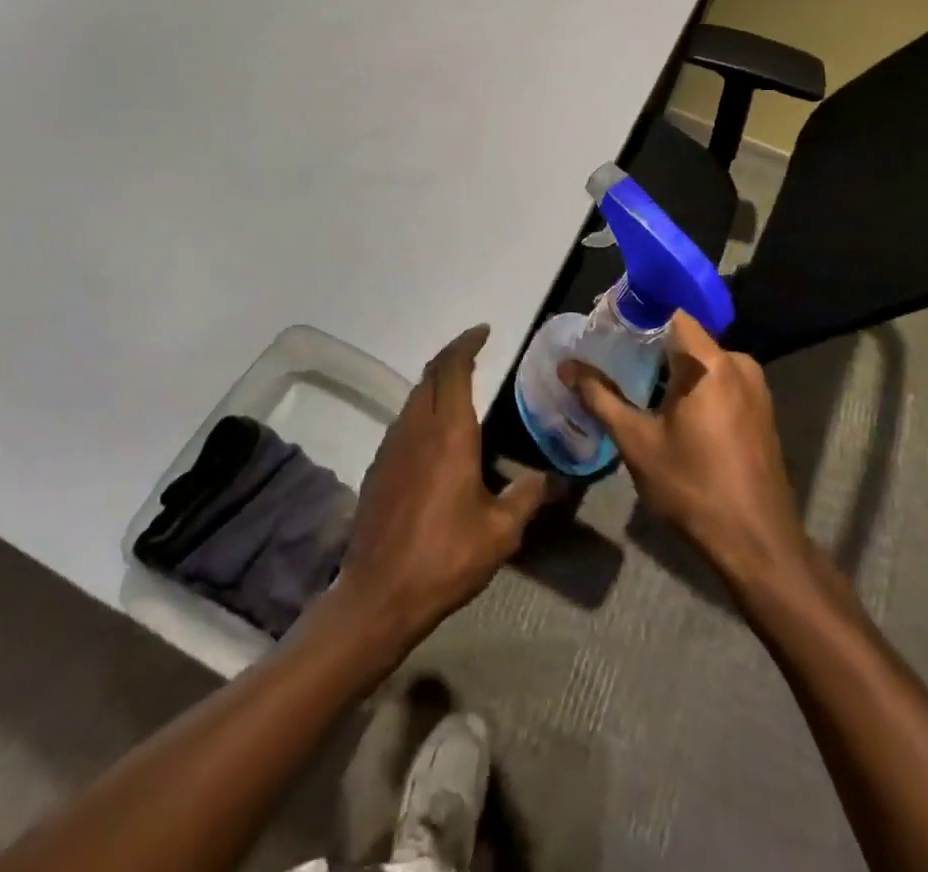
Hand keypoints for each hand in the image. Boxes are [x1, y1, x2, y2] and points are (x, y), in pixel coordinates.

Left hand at [336, 325, 548, 649]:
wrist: (378, 596)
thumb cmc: (445, 558)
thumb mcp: (500, 532)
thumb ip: (527, 497)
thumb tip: (549, 478)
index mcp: (449, 433)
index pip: (453, 369)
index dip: (467, 344)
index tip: (484, 331)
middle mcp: (416, 429)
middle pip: (430, 376)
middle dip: (452, 357)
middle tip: (475, 353)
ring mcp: (392, 447)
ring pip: (414, 398)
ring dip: (435, 384)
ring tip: (460, 390)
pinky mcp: (378, 468)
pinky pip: (404, 422)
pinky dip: (422, 410)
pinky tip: (436, 436)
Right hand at [561, 312, 810, 590]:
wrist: (757, 544)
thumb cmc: (692, 487)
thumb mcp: (637, 442)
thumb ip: (600, 398)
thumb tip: (566, 367)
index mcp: (708, 363)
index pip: (672, 312)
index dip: (639, 313)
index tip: (609, 324)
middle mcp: (737, 363)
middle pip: (687, 337)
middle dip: (650, 344)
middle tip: (613, 357)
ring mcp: (755, 387)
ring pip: (704, 361)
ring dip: (672, 369)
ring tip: (634, 383)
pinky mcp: (761, 410)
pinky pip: (721, 381)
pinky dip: (694, 386)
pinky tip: (669, 409)